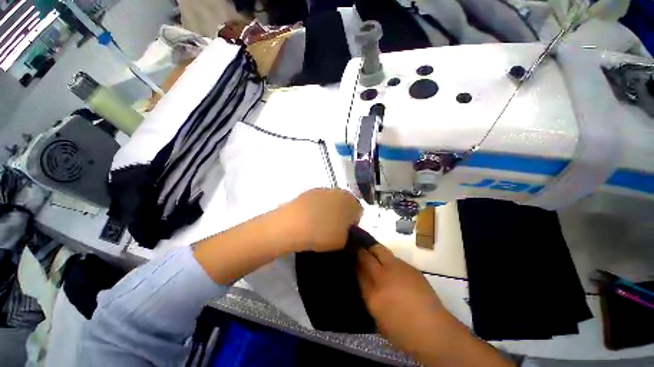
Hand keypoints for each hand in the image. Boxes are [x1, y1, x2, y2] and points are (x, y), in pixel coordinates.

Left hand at [280, 188, 362, 252]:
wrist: (292, 224)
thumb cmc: (322, 233)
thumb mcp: (342, 241)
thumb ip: (347, 234)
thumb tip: (343, 229)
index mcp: (351, 202)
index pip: (359, 211)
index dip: (353, 223)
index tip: (345, 231)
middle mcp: (339, 192)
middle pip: (345, 203)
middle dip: (342, 214)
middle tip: (334, 228)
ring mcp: (323, 190)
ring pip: (331, 201)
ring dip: (329, 210)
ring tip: (319, 223)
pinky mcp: (309, 192)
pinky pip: (318, 201)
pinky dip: (316, 207)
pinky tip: (309, 218)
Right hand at [356, 245, 447, 355]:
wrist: (433, 330)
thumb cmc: (403, 332)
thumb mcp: (378, 320)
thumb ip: (368, 297)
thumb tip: (362, 281)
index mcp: (372, 296)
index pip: (357, 272)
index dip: (352, 262)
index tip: (349, 257)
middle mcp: (382, 278)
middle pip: (365, 257)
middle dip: (359, 250)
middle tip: (356, 247)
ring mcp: (396, 269)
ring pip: (379, 250)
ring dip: (372, 248)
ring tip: (369, 249)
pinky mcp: (408, 267)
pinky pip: (393, 257)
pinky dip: (386, 257)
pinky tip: (387, 262)